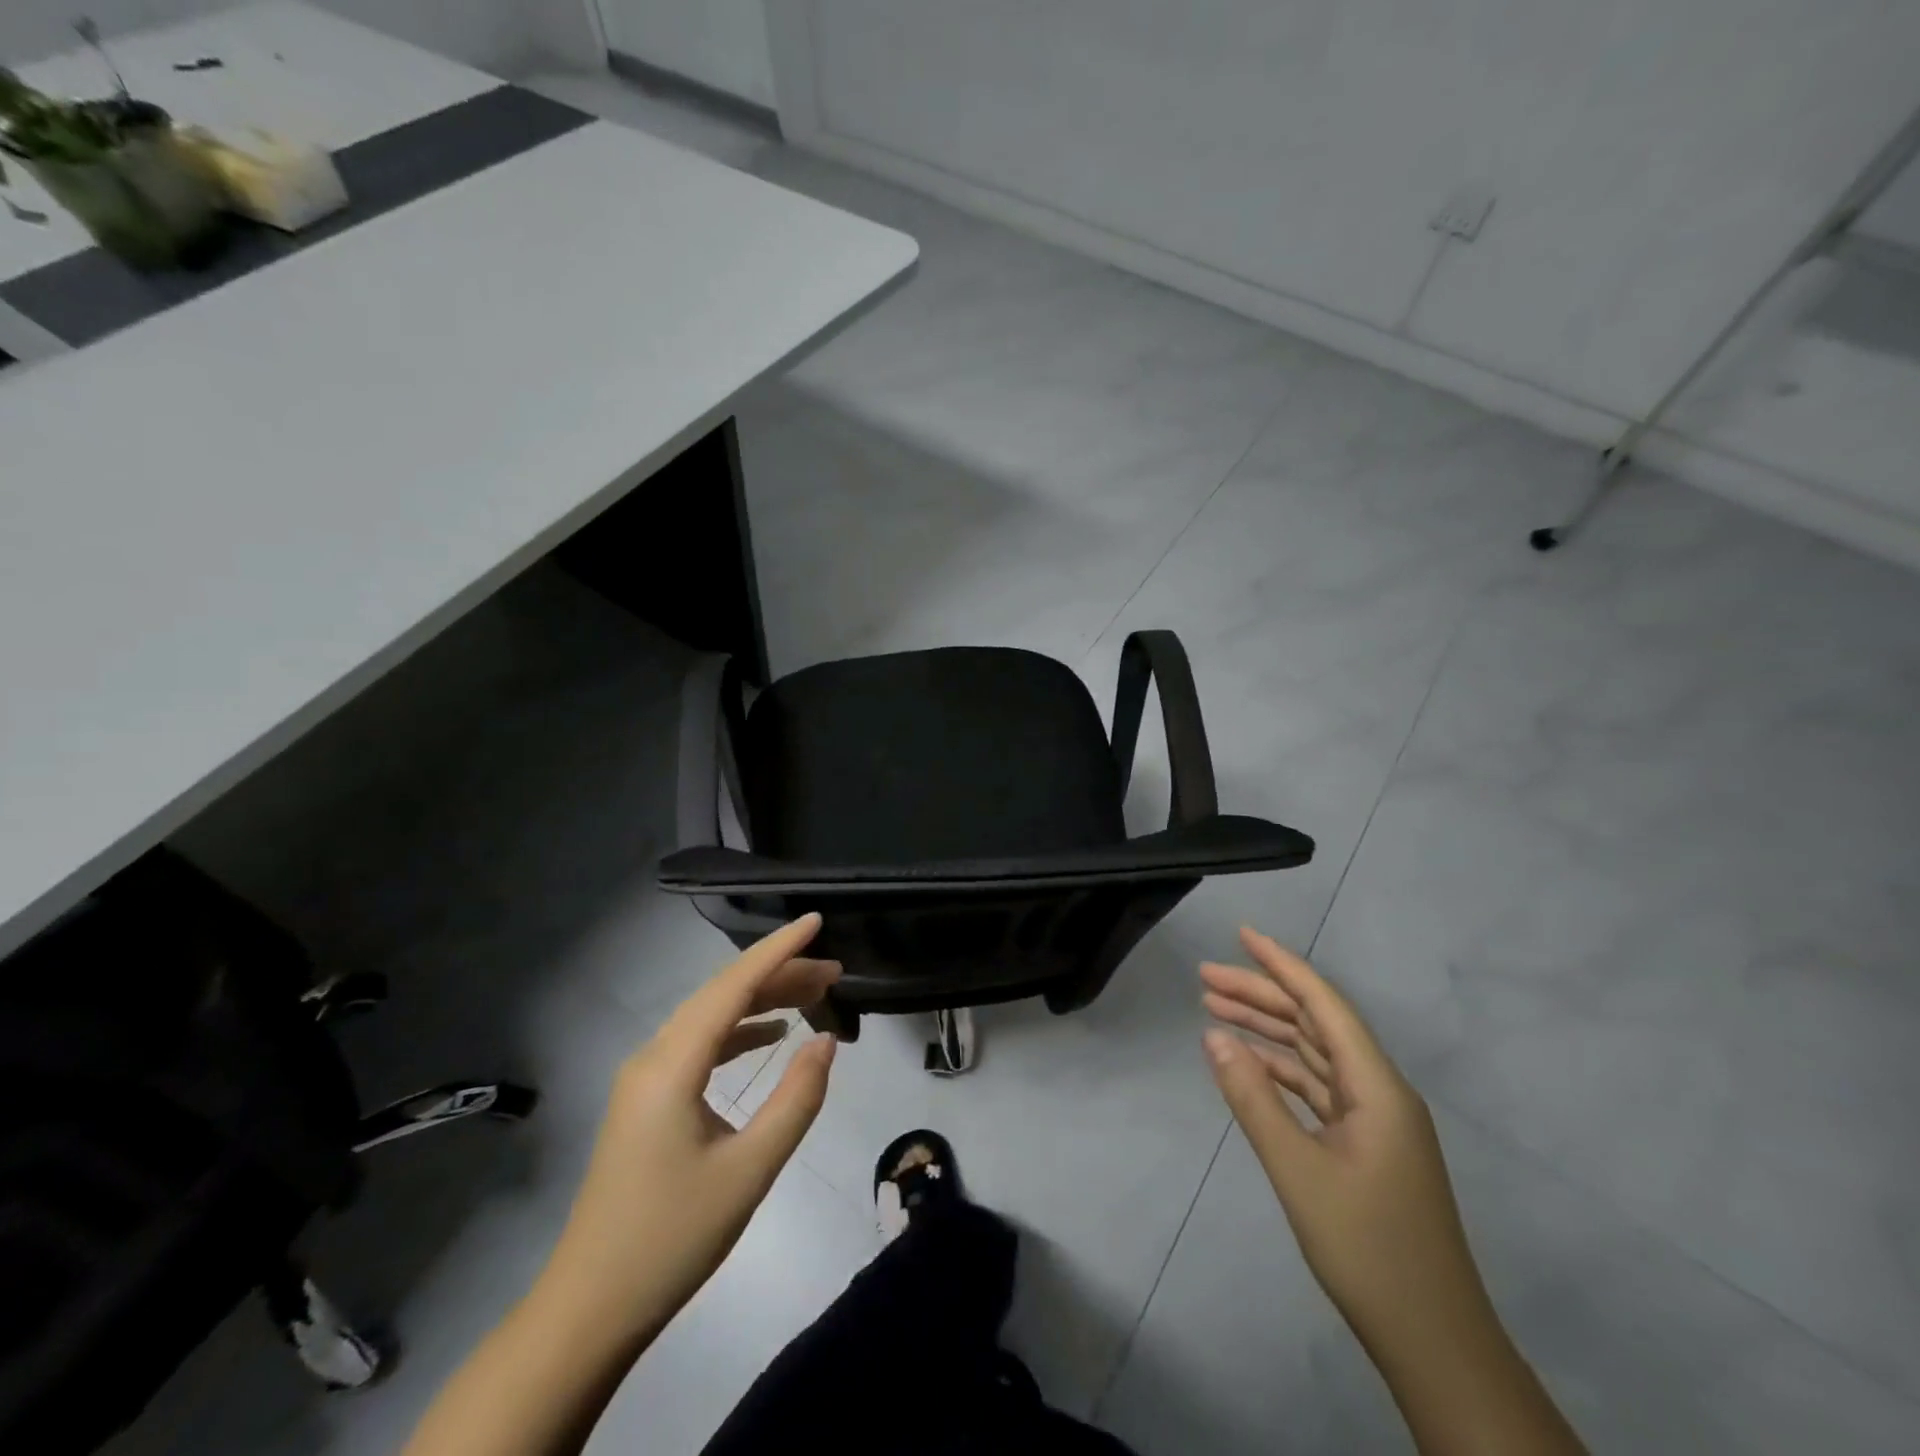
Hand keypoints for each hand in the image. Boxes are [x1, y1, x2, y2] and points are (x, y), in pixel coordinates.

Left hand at [537, 915, 840, 1346]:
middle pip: (722, 995)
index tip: (817, 921)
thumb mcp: (749, 1171)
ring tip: (813, 994)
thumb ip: (796, 1100)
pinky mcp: (647, 1100)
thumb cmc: (670, 1239)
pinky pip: (699, 1045)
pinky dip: (739, 1031)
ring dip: (761, 1001)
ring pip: (711, 1017)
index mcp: (671, 1066)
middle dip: (779, 975)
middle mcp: (652, 1058)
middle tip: (835, 972)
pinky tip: (771, 1035)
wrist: (588, 1311)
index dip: (777, 949)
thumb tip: (826, 1040)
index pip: (732, 986)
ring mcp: (645, 1079)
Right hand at [1200, 928, 1491, 1356]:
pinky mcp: (1365, 1145)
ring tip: (1213, 1008)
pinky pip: (1316, 1087)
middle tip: (1205, 977)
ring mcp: (1374, 1120)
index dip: (1282, 965)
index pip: (1324, 1005)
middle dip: (1262, 995)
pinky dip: (1280, 1069)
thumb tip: (1214, 1036)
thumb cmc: (1367, 1249)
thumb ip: (1253, 1097)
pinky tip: (1247, 1062)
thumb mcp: (1298, 1170)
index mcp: (1377, 1087)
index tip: (1242, 935)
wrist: (1433, 1342)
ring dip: (1267, 1029)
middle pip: (1314, 1024)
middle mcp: (1379, 1091)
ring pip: (1313, 1054)